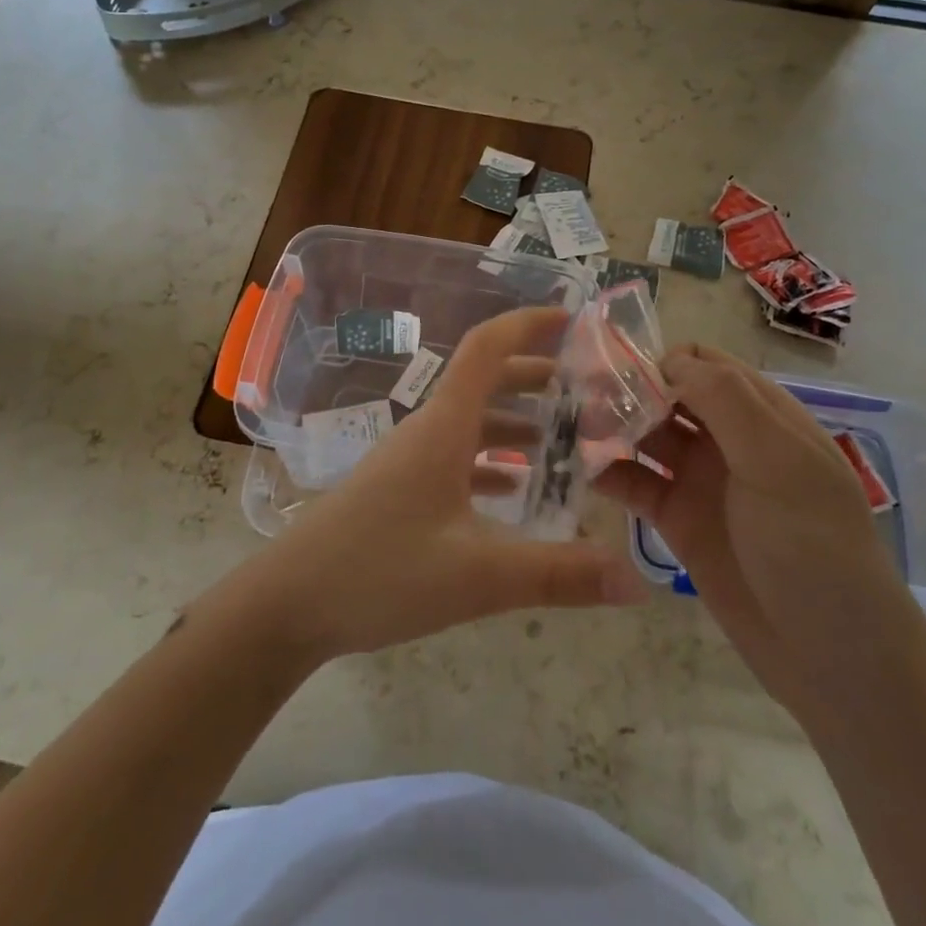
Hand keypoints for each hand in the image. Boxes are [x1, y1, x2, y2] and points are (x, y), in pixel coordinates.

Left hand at [244, 307, 647, 664]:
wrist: (287, 604)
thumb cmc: (379, 572)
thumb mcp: (477, 576)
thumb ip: (558, 575)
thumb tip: (637, 581)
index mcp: (444, 426)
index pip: (488, 348)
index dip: (529, 324)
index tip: (574, 321)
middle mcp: (427, 430)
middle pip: (485, 382)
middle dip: (537, 378)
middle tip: (589, 392)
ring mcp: (408, 460)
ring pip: (471, 423)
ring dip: (516, 423)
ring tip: (565, 443)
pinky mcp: (398, 490)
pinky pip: (455, 458)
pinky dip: (491, 462)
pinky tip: (514, 491)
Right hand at [594, 344, 911, 703]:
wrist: (835, 662)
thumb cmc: (815, 550)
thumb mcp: (780, 463)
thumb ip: (725, 401)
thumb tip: (667, 360)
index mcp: (762, 415)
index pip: (703, 363)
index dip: (662, 361)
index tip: (619, 375)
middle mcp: (728, 439)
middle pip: (666, 394)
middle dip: (625, 391)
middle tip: (579, 400)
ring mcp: (700, 480)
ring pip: (645, 435)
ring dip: (610, 427)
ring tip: (570, 430)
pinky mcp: (677, 521)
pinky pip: (634, 483)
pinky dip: (607, 471)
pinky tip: (580, 469)